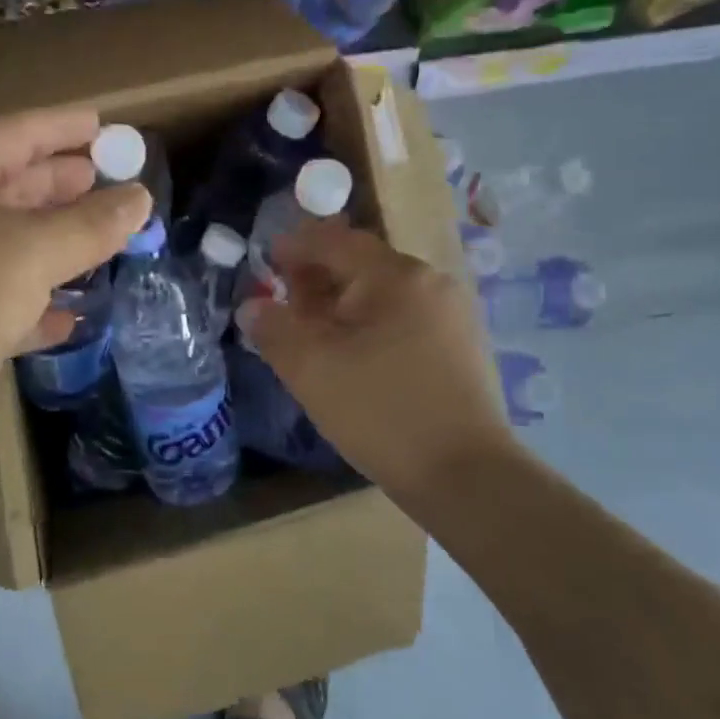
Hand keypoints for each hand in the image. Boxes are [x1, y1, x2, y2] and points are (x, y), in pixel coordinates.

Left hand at [0, 107, 149, 472]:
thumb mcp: (30, 251)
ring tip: (107, 239)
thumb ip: (90, 224)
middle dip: (64, 183)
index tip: (108, 125)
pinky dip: (36, 303)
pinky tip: (72, 315)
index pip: (19, 131)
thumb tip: (140, 198)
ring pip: (9, 244)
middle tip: (114, 181)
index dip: (66, 126)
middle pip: (13, 184)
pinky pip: (1, 298)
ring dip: (56, 243)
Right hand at [236, 219, 514, 503]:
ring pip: (384, 293)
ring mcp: (452, 314)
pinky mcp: (461, 346)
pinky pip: (404, 317)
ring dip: (343, 302)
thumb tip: (253, 306)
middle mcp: (430, 282)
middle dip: (318, 277)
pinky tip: (354, 355)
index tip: (267, 261)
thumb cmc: (380, 411)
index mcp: (395, 276)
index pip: (335, 241)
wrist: (466, 477)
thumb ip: (273, 328)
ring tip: (314, 333)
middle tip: (285, 302)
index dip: (296, 246)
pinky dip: (371, 323)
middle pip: (362, 264)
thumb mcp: (310, 369)